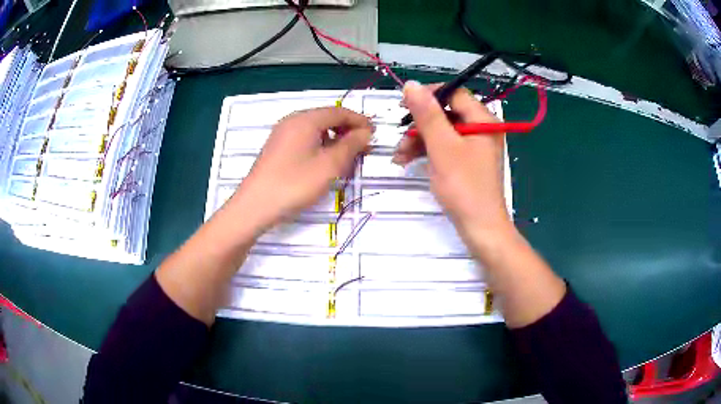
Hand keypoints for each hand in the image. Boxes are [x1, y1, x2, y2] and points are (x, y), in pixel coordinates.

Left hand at [229, 107, 372, 231]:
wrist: (256, 206)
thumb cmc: (295, 183)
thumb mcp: (330, 165)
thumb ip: (351, 145)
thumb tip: (365, 132)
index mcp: (305, 119)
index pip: (339, 111)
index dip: (359, 121)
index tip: (375, 134)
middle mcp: (292, 121)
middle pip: (326, 118)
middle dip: (347, 131)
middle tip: (363, 148)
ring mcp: (282, 134)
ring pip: (315, 130)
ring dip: (334, 139)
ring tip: (347, 158)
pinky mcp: (277, 148)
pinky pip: (304, 139)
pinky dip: (320, 146)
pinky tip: (325, 162)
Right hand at [393, 81, 512, 241]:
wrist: (480, 228)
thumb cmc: (464, 186)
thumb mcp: (442, 146)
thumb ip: (427, 114)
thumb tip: (411, 84)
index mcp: (483, 120)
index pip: (453, 94)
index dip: (428, 96)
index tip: (403, 105)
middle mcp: (481, 128)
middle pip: (446, 114)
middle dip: (419, 125)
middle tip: (399, 138)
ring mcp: (475, 146)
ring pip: (442, 131)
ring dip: (419, 140)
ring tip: (399, 157)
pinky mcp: (468, 161)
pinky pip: (445, 147)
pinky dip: (427, 152)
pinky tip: (409, 161)